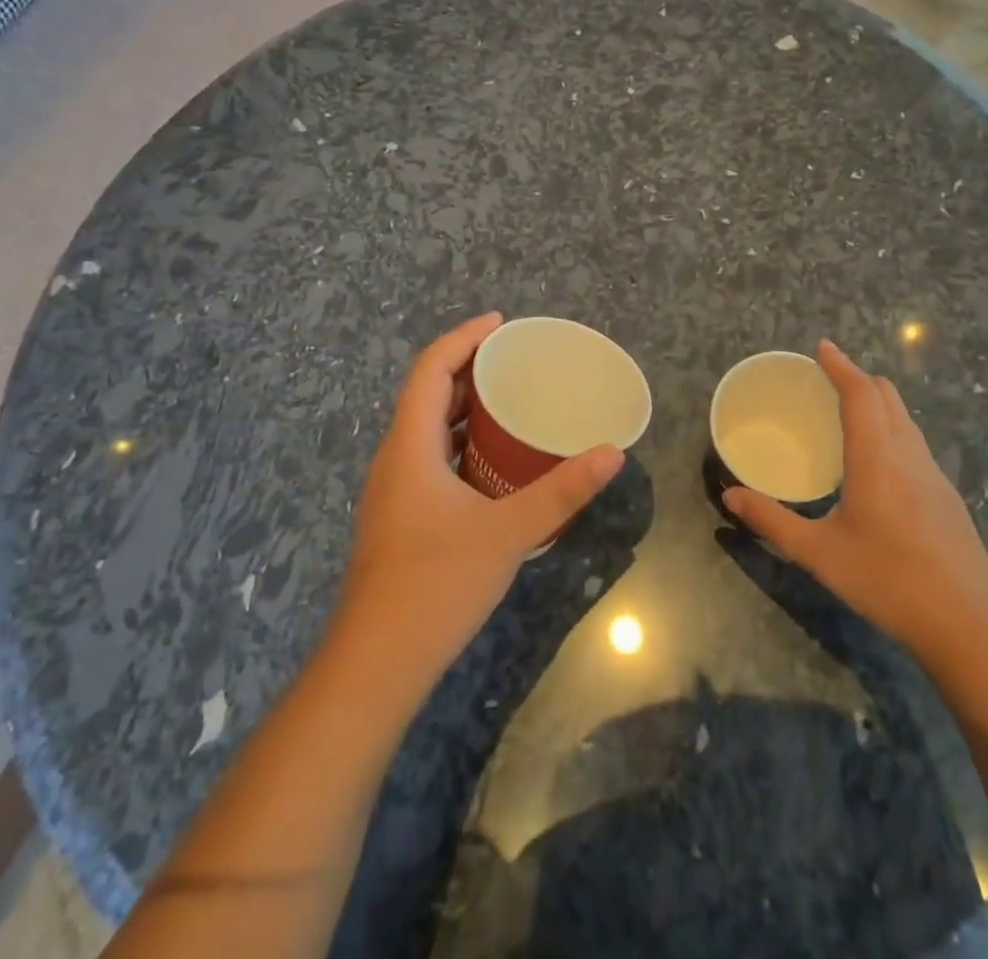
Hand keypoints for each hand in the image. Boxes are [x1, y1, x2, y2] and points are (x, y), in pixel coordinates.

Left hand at [334, 312, 623, 683]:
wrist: (376, 664)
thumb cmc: (436, 585)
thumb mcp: (508, 533)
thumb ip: (561, 491)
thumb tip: (611, 454)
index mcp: (410, 446)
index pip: (430, 369)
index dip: (463, 338)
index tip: (501, 323)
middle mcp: (395, 458)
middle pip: (427, 394)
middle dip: (467, 368)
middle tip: (515, 360)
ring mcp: (393, 491)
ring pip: (426, 429)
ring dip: (463, 407)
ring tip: (509, 400)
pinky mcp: (399, 517)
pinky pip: (430, 457)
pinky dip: (460, 442)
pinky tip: (493, 462)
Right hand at [722, 340, 987, 665]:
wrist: (970, 626)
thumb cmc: (888, 581)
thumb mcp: (819, 553)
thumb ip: (772, 521)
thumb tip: (729, 495)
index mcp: (878, 458)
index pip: (861, 392)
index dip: (841, 365)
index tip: (821, 347)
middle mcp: (909, 455)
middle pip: (888, 396)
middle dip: (858, 378)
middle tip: (825, 380)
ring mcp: (934, 475)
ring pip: (905, 418)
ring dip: (877, 402)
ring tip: (846, 413)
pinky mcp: (947, 497)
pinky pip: (914, 442)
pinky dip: (890, 428)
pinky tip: (874, 462)